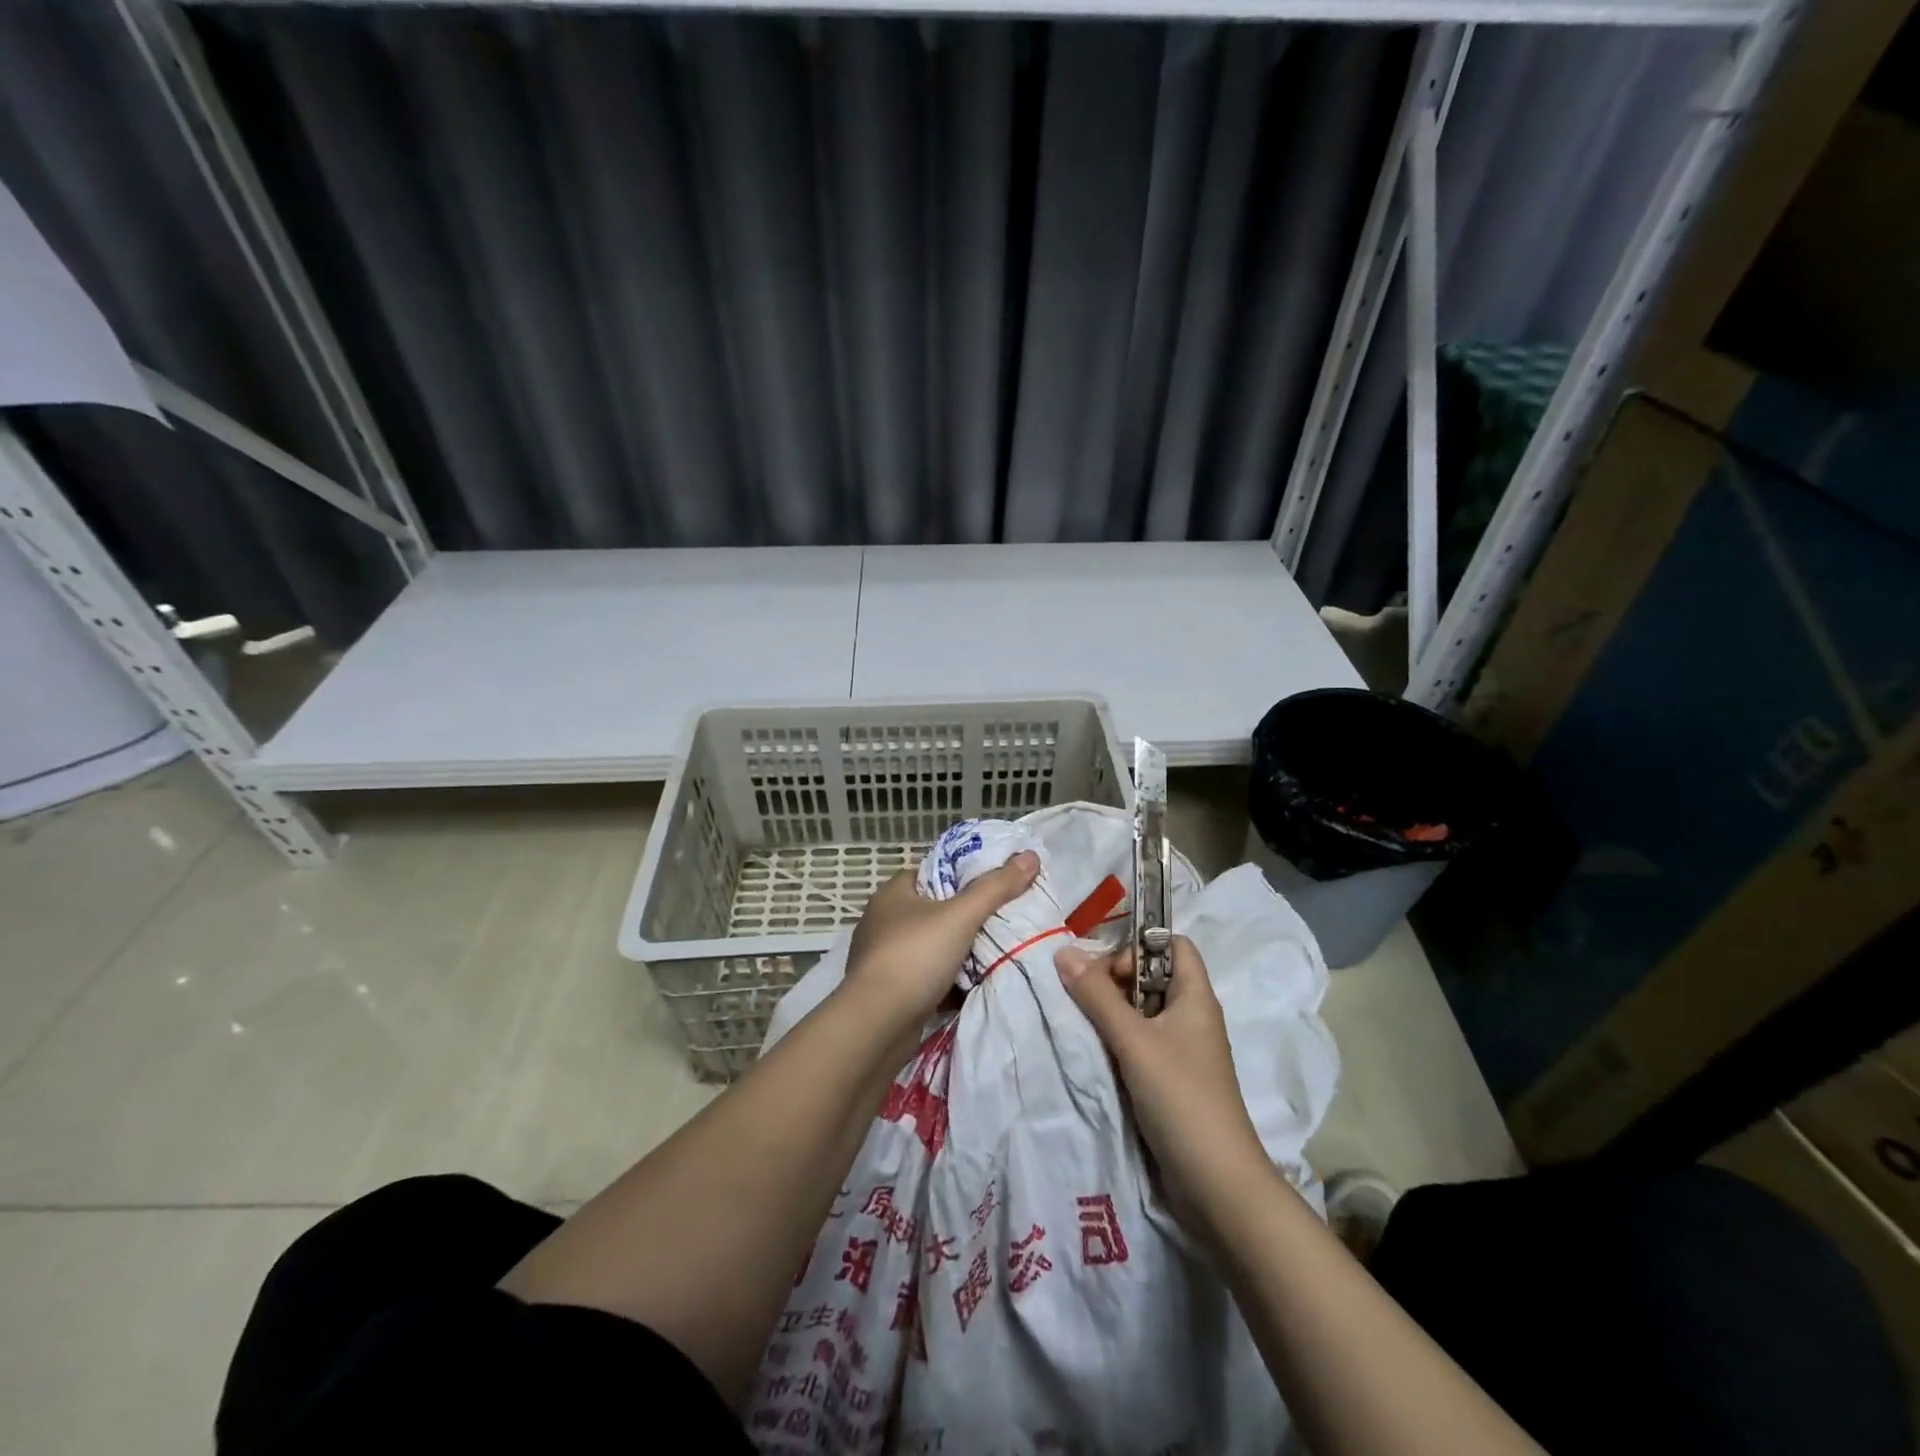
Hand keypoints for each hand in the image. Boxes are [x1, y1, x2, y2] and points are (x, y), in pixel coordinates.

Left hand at [844, 851, 1041, 1032]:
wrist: (877, 1025)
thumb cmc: (914, 957)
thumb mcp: (961, 916)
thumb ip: (996, 887)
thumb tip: (1030, 856)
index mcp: (893, 893)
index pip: (933, 873)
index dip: (963, 875)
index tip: (994, 884)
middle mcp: (883, 921)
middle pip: (934, 910)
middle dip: (965, 917)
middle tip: (1002, 919)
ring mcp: (883, 957)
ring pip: (931, 946)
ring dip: (957, 951)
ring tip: (995, 951)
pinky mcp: (889, 989)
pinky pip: (926, 977)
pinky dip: (948, 980)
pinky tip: (975, 984)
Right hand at [1055, 936, 1268, 1229]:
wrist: (1217, 1184)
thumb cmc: (1181, 1097)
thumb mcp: (1133, 1041)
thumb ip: (1097, 996)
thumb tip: (1063, 952)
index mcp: (1195, 997)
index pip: (1173, 944)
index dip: (1140, 945)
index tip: (1107, 968)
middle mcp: (1192, 1017)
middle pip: (1152, 975)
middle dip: (1115, 979)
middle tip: (1086, 997)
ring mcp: (1183, 1050)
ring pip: (1142, 1011)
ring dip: (1112, 1012)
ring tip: (1084, 1024)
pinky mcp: (1172, 1079)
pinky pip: (1141, 1042)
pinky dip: (1118, 1040)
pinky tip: (1097, 1053)